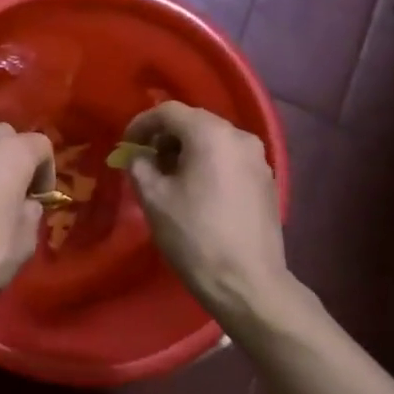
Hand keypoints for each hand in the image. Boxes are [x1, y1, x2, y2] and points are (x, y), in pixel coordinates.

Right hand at [123, 102, 290, 320]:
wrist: (247, 282)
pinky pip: (230, 159)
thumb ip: (139, 166)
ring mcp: (259, 159)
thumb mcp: (154, 199)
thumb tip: (138, 155)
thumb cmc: (194, 236)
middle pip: (195, 122)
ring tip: (169, 179)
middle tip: (146, 162)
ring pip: (214, 141)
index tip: (126, 145)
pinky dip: (209, 164)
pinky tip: (197, 192)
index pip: (169, 111)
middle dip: (165, 137)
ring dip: (187, 151)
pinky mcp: (267, 181)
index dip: (142, 124)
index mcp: (211, 134)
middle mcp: (240, 136)